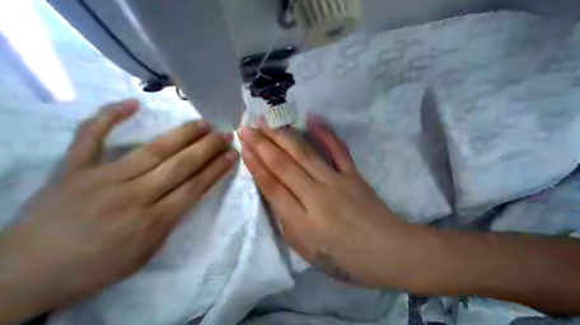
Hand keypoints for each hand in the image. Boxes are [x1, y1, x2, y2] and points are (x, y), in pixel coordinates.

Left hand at [1, 99, 236, 322]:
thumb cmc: (95, 268)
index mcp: (153, 221)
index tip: (232, 154)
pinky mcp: (74, 169)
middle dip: (208, 148)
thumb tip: (184, 196)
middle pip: (181, 165)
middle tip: (225, 133)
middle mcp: (134, 195)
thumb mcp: (144, 254)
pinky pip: (91, 137)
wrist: (27, 272)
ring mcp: (103, 178)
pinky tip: (132, 103)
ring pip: (153, 150)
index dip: (216, 169)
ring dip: (182, 134)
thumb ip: (167, 224)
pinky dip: (109, 117)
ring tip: (203, 122)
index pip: (195, 187)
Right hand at [238, 119, 408, 286]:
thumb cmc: (344, 259)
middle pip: (284, 165)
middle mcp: (317, 196)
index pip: (272, 187)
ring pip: (305, 154)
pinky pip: (338, 150)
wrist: (387, 252)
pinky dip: (325, 133)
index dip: (256, 166)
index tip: (243, 148)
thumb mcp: (306, 250)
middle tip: (246, 127)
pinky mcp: (354, 174)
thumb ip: (287, 221)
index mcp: (301, 222)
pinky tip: (312, 119)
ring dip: (283, 135)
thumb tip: (276, 193)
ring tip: (266, 121)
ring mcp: (337, 182)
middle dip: (262, 144)